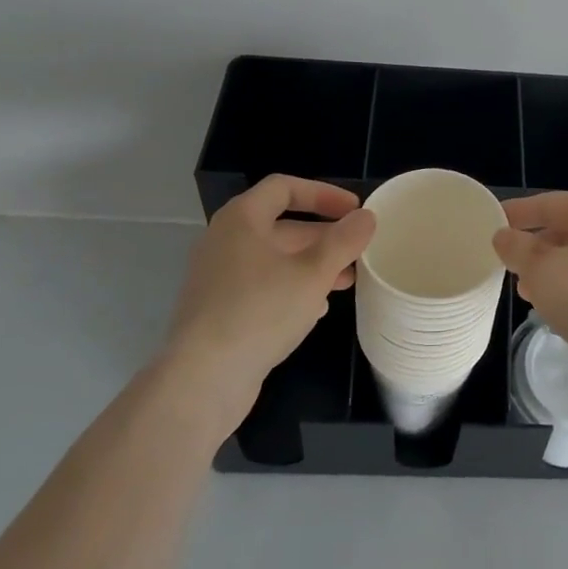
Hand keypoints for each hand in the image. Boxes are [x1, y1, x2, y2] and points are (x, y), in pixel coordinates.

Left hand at [164, 175, 375, 435]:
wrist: (201, 380)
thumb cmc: (259, 312)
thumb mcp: (313, 273)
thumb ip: (343, 241)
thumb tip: (366, 217)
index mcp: (242, 219)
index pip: (284, 187)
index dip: (323, 193)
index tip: (355, 210)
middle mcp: (225, 241)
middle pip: (282, 225)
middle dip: (324, 236)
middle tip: (358, 250)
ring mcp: (218, 278)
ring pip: (275, 260)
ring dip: (312, 265)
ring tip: (347, 281)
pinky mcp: (218, 311)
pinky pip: (262, 287)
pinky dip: (292, 289)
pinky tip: (316, 309)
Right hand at [493, 191, 567, 386]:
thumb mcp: (540, 269)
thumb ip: (517, 248)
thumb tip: (504, 235)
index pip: (550, 203)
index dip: (518, 213)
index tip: (492, 222)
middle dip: (537, 248)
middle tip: (509, 265)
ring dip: (554, 274)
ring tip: (529, 293)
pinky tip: (560, 313)